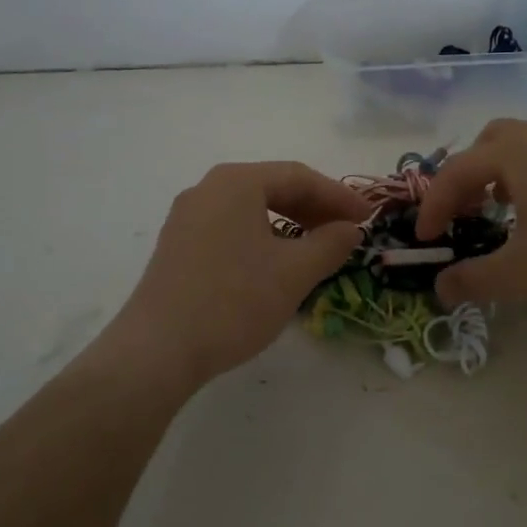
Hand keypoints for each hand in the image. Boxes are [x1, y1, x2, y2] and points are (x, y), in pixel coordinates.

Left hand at [110, 162, 371, 384]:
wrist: (158, 349)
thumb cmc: (233, 301)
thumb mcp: (293, 272)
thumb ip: (329, 244)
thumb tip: (350, 229)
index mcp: (236, 182)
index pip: (298, 176)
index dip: (338, 196)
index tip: (369, 218)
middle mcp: (207, 189)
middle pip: (272, 187)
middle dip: (314, 208)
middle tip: (347, 231)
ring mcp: (187, 217)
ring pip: (250, 209)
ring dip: (289, 223)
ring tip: (316, 247)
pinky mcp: (177, 245)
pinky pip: (230, 227)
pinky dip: (261, 237)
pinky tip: (275, 262)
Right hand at [415, 117, 526, 315]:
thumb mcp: (521, 274)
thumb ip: (473, 279)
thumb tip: (440, 289)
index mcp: (515, 153)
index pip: (456, 172)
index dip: (433, 206)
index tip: (425, 240)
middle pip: (488, 142)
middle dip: (466, 176)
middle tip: (463, 213)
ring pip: (522, 142)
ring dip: (499, 169)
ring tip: (500, 206)